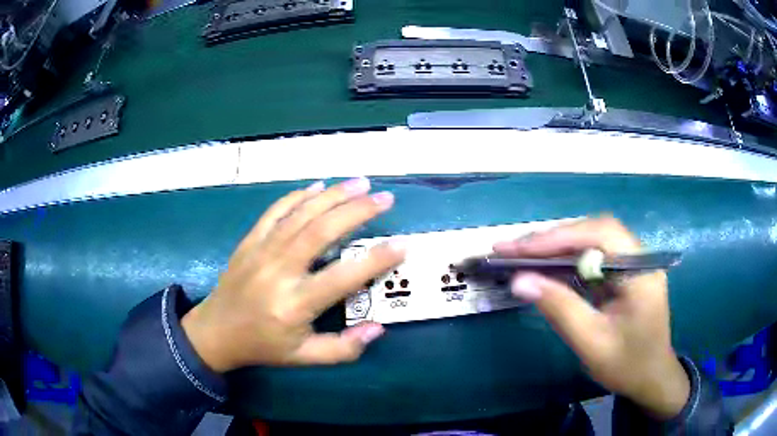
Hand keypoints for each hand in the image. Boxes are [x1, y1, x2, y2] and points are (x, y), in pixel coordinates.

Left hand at [181, 178, 404, 371]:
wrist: (216, 331)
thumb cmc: (262, 346)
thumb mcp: (303, 358)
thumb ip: (343, 349)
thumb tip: (377, 328)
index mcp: (294, 304)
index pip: (343, 277)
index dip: (376, 260)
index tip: (402, 245)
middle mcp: (278, 271)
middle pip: (321, 232)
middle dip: (357, 211)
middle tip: (385, 199)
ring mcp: (261, 251)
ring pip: (300, 215)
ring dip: (332, 196)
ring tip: (361, 183)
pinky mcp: (249, 241)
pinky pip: (275, 212)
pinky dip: (297, 196)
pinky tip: (317, 187)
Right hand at [494, 217, 689, 418]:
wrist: (651, 378)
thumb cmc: (627, 365)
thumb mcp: (592, 342)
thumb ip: (559, 308)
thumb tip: (520, 280)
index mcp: (640, 270)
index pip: (599, 234)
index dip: (558, 236)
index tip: (518, 248)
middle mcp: (638, 257)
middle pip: (593, 232)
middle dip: (552, 239)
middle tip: (511, 249)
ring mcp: (631, 263)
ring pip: (590, 241)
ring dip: (555, 247)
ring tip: (520, 255)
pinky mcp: (623, 273)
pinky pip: (592, 257)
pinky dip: (566, 260)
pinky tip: (545, 267)